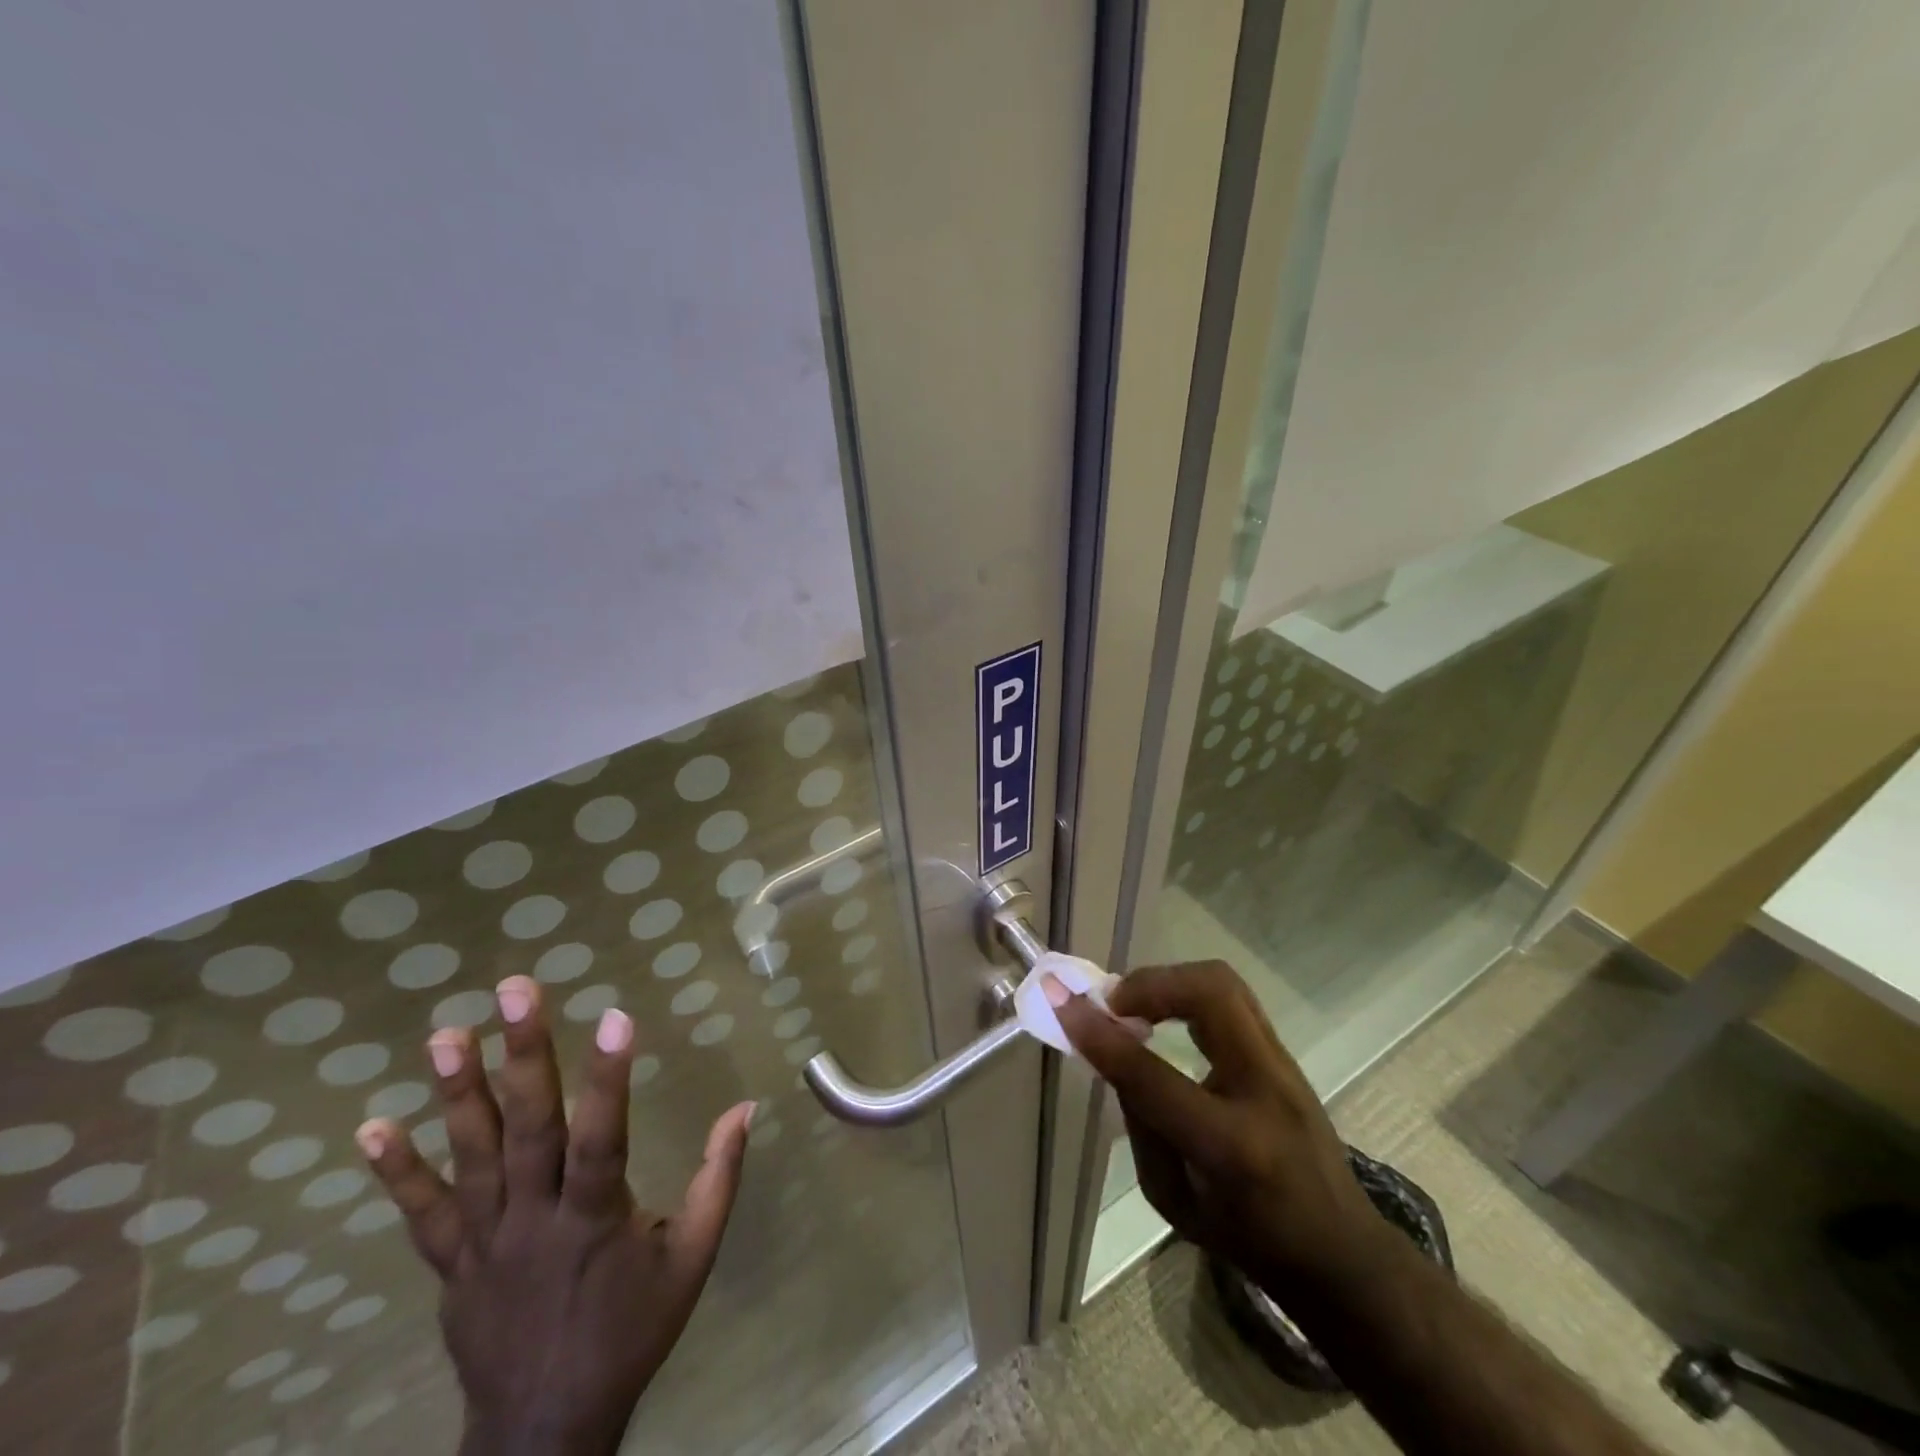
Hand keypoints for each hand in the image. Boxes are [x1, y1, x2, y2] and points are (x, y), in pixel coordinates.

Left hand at [356, 975, 753, 1455]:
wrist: (545, 1431)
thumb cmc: (631, 1331)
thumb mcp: (693, 1257)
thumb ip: (718, 1177)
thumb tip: (746, 1106)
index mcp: (596, 1218)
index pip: (603, 1136)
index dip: (608, 1077)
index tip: (615, 1014)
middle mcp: (534, 1220)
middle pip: (529, 1129)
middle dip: (524, 1054)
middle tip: (516, 991)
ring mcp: (483, 1242)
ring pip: (471, 1158)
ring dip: (457, 1094)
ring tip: (445, 1034)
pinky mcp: (450, 1265)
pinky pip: (421, 1215)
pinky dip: (397, 1172)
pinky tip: (371, 1128)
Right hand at [1049, 959, 1380, 1296]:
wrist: (1341, 1252)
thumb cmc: (1249, 1241)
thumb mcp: (1174, 1201)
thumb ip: (1140, 1123)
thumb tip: (1115, 1053)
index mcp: (1232, 1147)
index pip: (1152, 1074)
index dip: (1100, 1034)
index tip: (1062, 1002)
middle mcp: (1264, 1089)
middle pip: (1210, 994)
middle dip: (1149, 983)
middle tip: (1113, 1004)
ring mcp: (1283, 1064)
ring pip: (1223, 983)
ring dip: (1168, 982)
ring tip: (1135, 1005)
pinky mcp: (1285, 1052)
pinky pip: (1231, 998)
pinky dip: (1188, 993)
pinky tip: (1166, 1016)